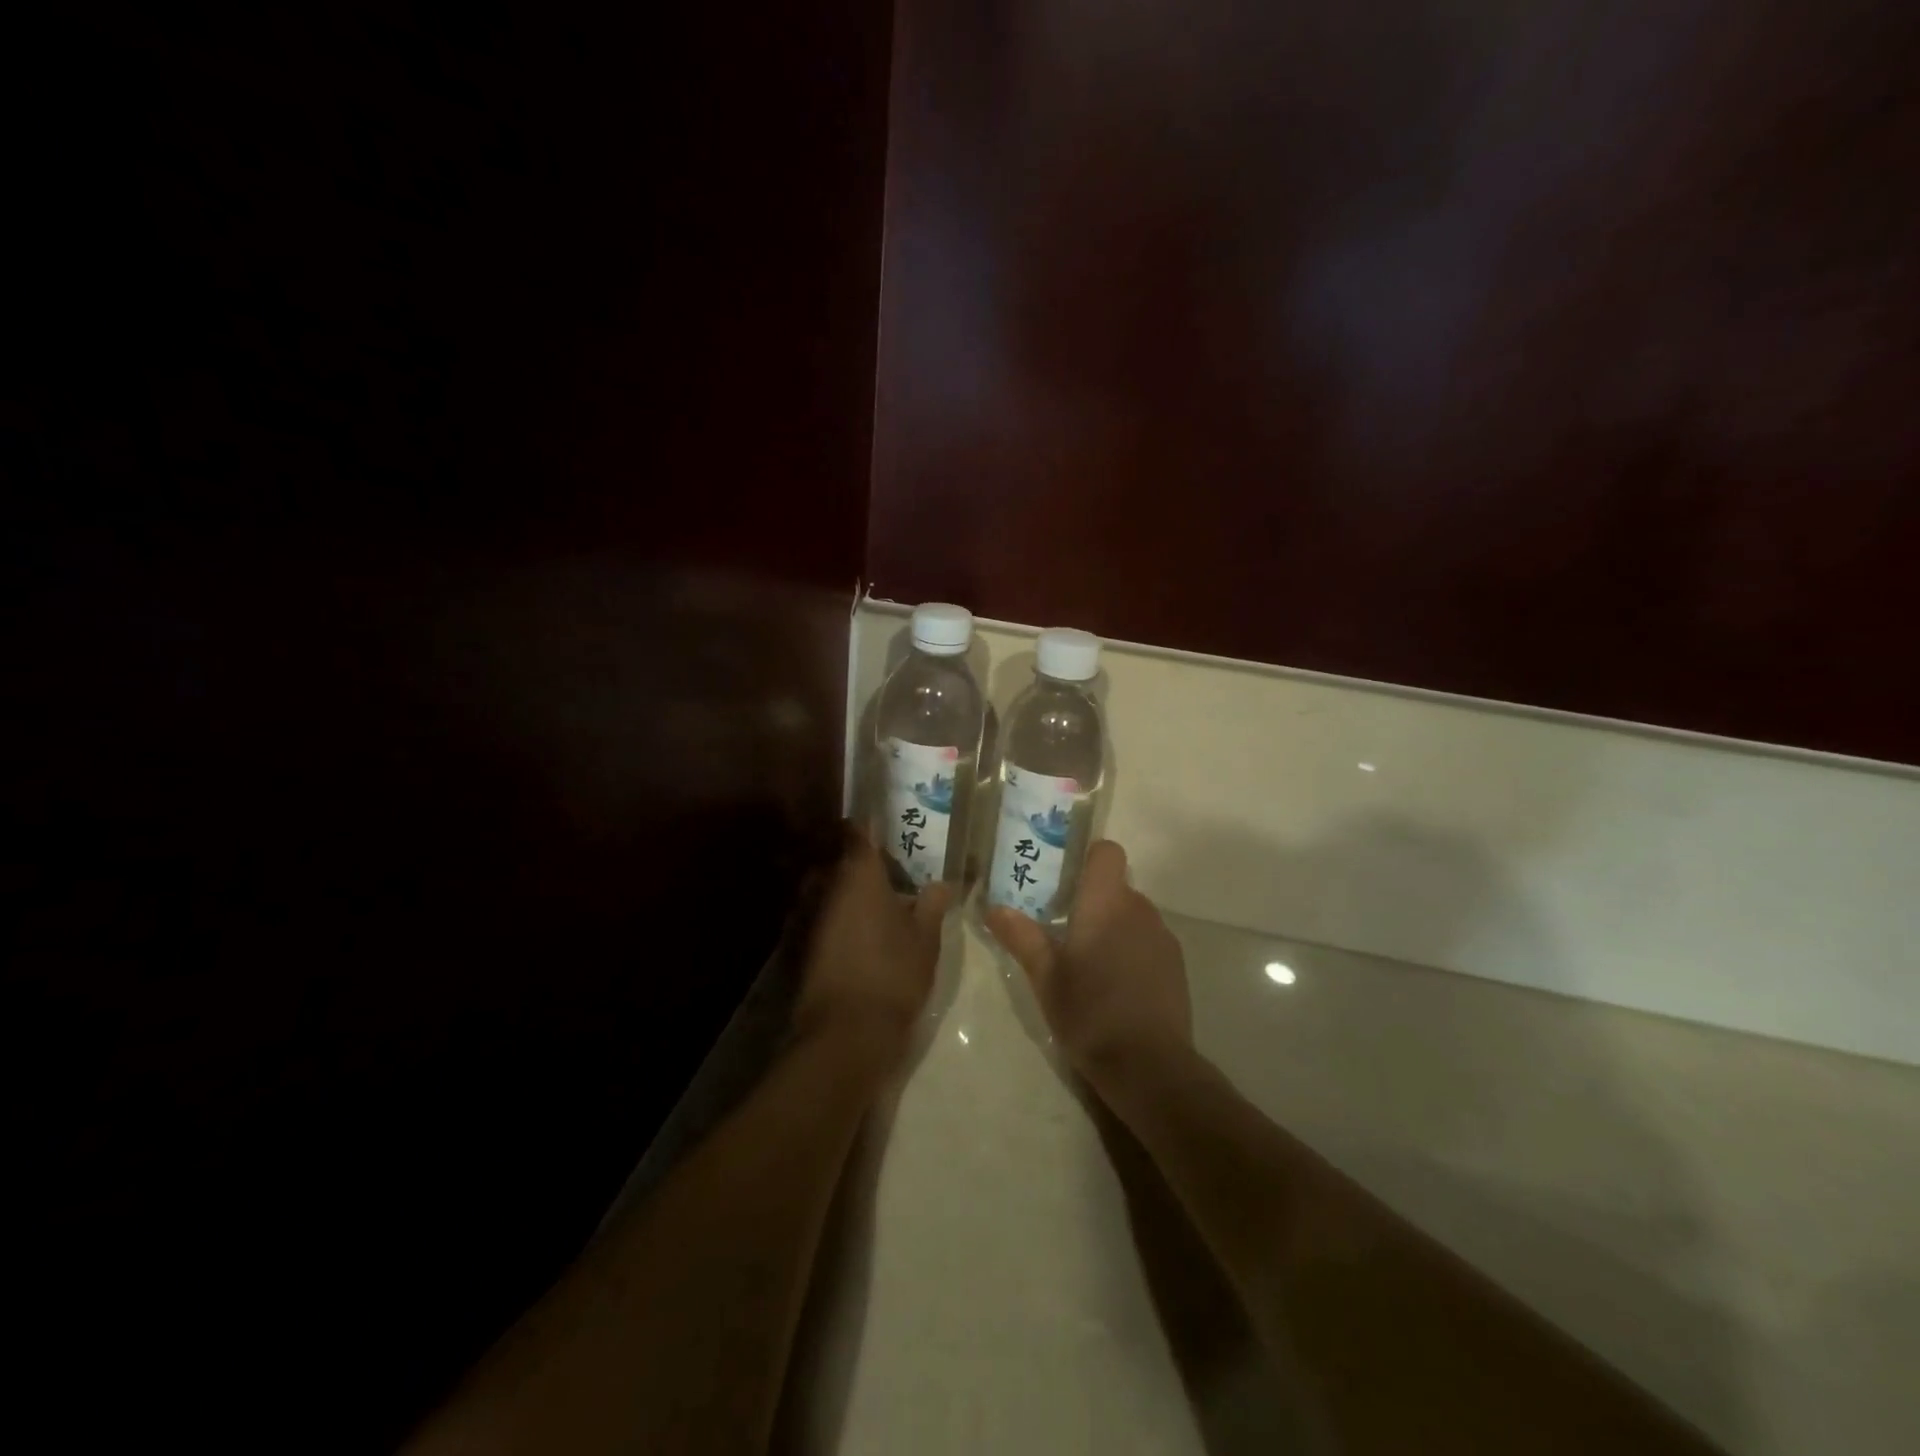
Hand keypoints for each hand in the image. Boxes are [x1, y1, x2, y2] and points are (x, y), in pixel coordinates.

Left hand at [794, 832, 951, 1071]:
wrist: (847, 1033)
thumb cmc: (893, 973)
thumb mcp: (926, 938)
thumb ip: (933, 904)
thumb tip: (943, 882)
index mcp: (860, 876)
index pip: (860, 833)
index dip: (871, 823)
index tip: (887, 818)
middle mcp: (829, 888)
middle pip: (844, 861)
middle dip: (865, 861)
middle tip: (895, 865)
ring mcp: (813, 918)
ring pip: (833, 889)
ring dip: (853, 891)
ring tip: (884, 898)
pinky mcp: (806, 946)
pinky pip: (827, 917)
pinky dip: (843, 917)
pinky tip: (865, 931)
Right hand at [986, 840, 1190, 1084]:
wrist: (1149, 1065)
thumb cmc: (1089, 1012)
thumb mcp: (1045, 977)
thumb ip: (1021, 937)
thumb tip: (994, 909)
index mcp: (1106, 902)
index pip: (1107, 852)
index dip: (1087, 858)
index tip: (1064, 880)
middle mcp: (1139, 909)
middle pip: (1115, 885)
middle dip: (1091, 900)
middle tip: (1061, 928)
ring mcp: (1162, 937)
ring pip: (1132, 914)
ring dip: (1112, 926)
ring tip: (1087, 962)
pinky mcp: (1176, 965)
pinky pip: (1148, 940)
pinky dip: (1131, 949)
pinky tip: (1115, 985)